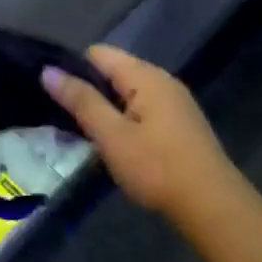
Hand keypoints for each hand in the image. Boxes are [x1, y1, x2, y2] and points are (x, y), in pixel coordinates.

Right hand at [41, 46, 239, 215]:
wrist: (213, 208)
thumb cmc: (158, 168)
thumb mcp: (112, 135)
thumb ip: (81, 100)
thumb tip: (48, 71)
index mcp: (146, 76)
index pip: (98, 53)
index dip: (73, 69)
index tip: (54, 95)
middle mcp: (162, 81)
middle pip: (113, 72)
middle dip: (87, 91)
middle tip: (63, 120)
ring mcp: (174, 103)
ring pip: (126, 93)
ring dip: (104, 109)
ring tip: (83, 135)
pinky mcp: (179, 125)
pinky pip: (140, 109)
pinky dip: (122, 121)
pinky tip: (114, 145)